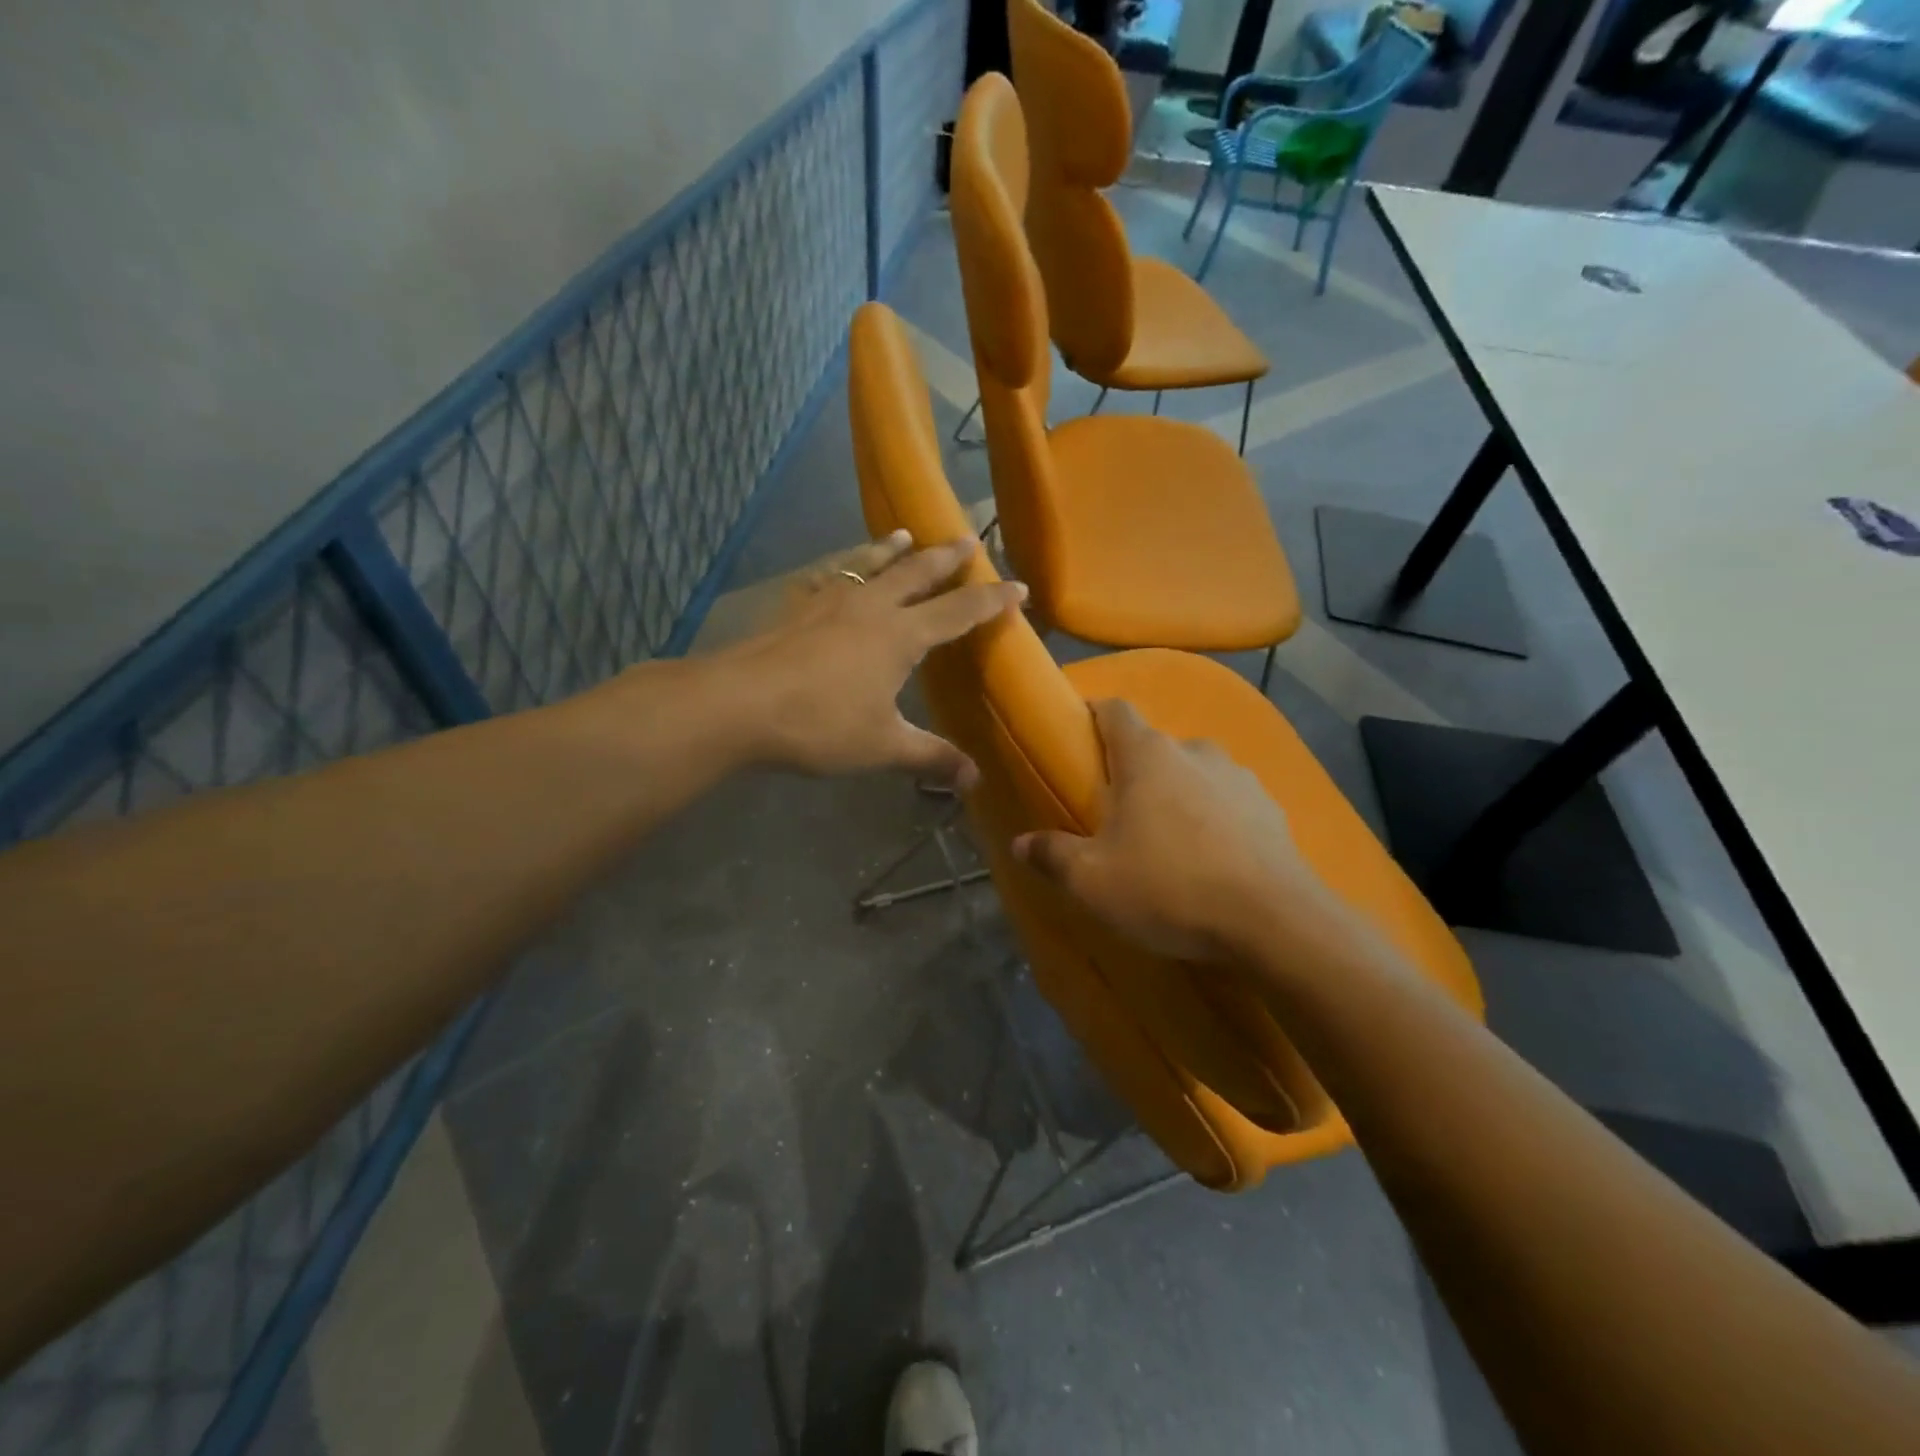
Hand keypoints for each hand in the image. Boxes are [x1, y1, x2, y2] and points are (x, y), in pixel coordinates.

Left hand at [718, 530, 1025, 788]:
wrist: (739, 704)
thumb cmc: (819, 724)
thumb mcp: (882, 746)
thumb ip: (929, 757)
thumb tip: (974, 780)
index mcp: (901, 636)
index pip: (958, 612)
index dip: (991, 600)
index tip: (1018, 586)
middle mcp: (871, 608)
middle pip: (917, 573)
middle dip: (946, 557)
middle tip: (968, 538)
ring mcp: (829, 602)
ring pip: (870, 565)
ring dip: (891, 548)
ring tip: (905, 534)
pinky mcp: (796, 608)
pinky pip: (827, 577)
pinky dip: (841, 568)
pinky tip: (835, 571)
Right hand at [1012, 699, 1336, 962]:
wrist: (1275, 922)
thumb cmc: (1170, 887)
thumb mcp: (1093, 881)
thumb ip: (1051, 855)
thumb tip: (1019, 843)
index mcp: (1147, 755)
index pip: (1114, 709)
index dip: (1093, 716)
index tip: (1078, 739)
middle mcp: (1195, 751)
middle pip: (1154, 746)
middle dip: (1132, 770)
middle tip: (1115, 811)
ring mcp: (1240, 777)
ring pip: (1194, 773)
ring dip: (1176, 793)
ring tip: (1166, 839)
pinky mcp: (1272, 809)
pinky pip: (1229, 802)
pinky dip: (1214, 818)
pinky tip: (1211, 858)